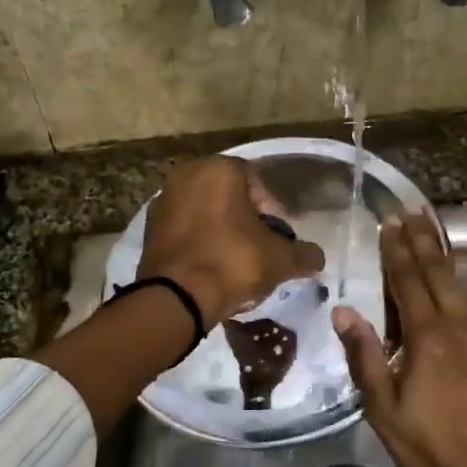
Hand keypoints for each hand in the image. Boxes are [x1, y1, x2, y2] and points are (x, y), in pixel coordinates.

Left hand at [138, 157, 326, 326]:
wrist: (177, 298)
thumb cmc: (233, 263)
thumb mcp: (280, 259)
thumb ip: (304, 254)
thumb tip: (317, 258)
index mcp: (219, 169)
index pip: (257, 181)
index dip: (273, 211)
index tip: (279, 237)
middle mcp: (186, 175)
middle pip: (228, 196)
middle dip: (246, 220)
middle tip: (260, 248)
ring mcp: (163, 200)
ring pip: (205, 212)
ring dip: (222, 231)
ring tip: (236, 261)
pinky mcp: (149, 229)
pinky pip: (184, 230)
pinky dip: (199, 242)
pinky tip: (211, 267)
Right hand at [332, 207, 466, 466]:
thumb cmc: (432, 449)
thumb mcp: (384, 410)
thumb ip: (367, 357)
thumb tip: (344, 312)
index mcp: (427, 337)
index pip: (405, 281)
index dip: (396, 249)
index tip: (389, 221)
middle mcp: (462, 325)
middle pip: (441, 271)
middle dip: (427, 236)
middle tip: (418, 206)